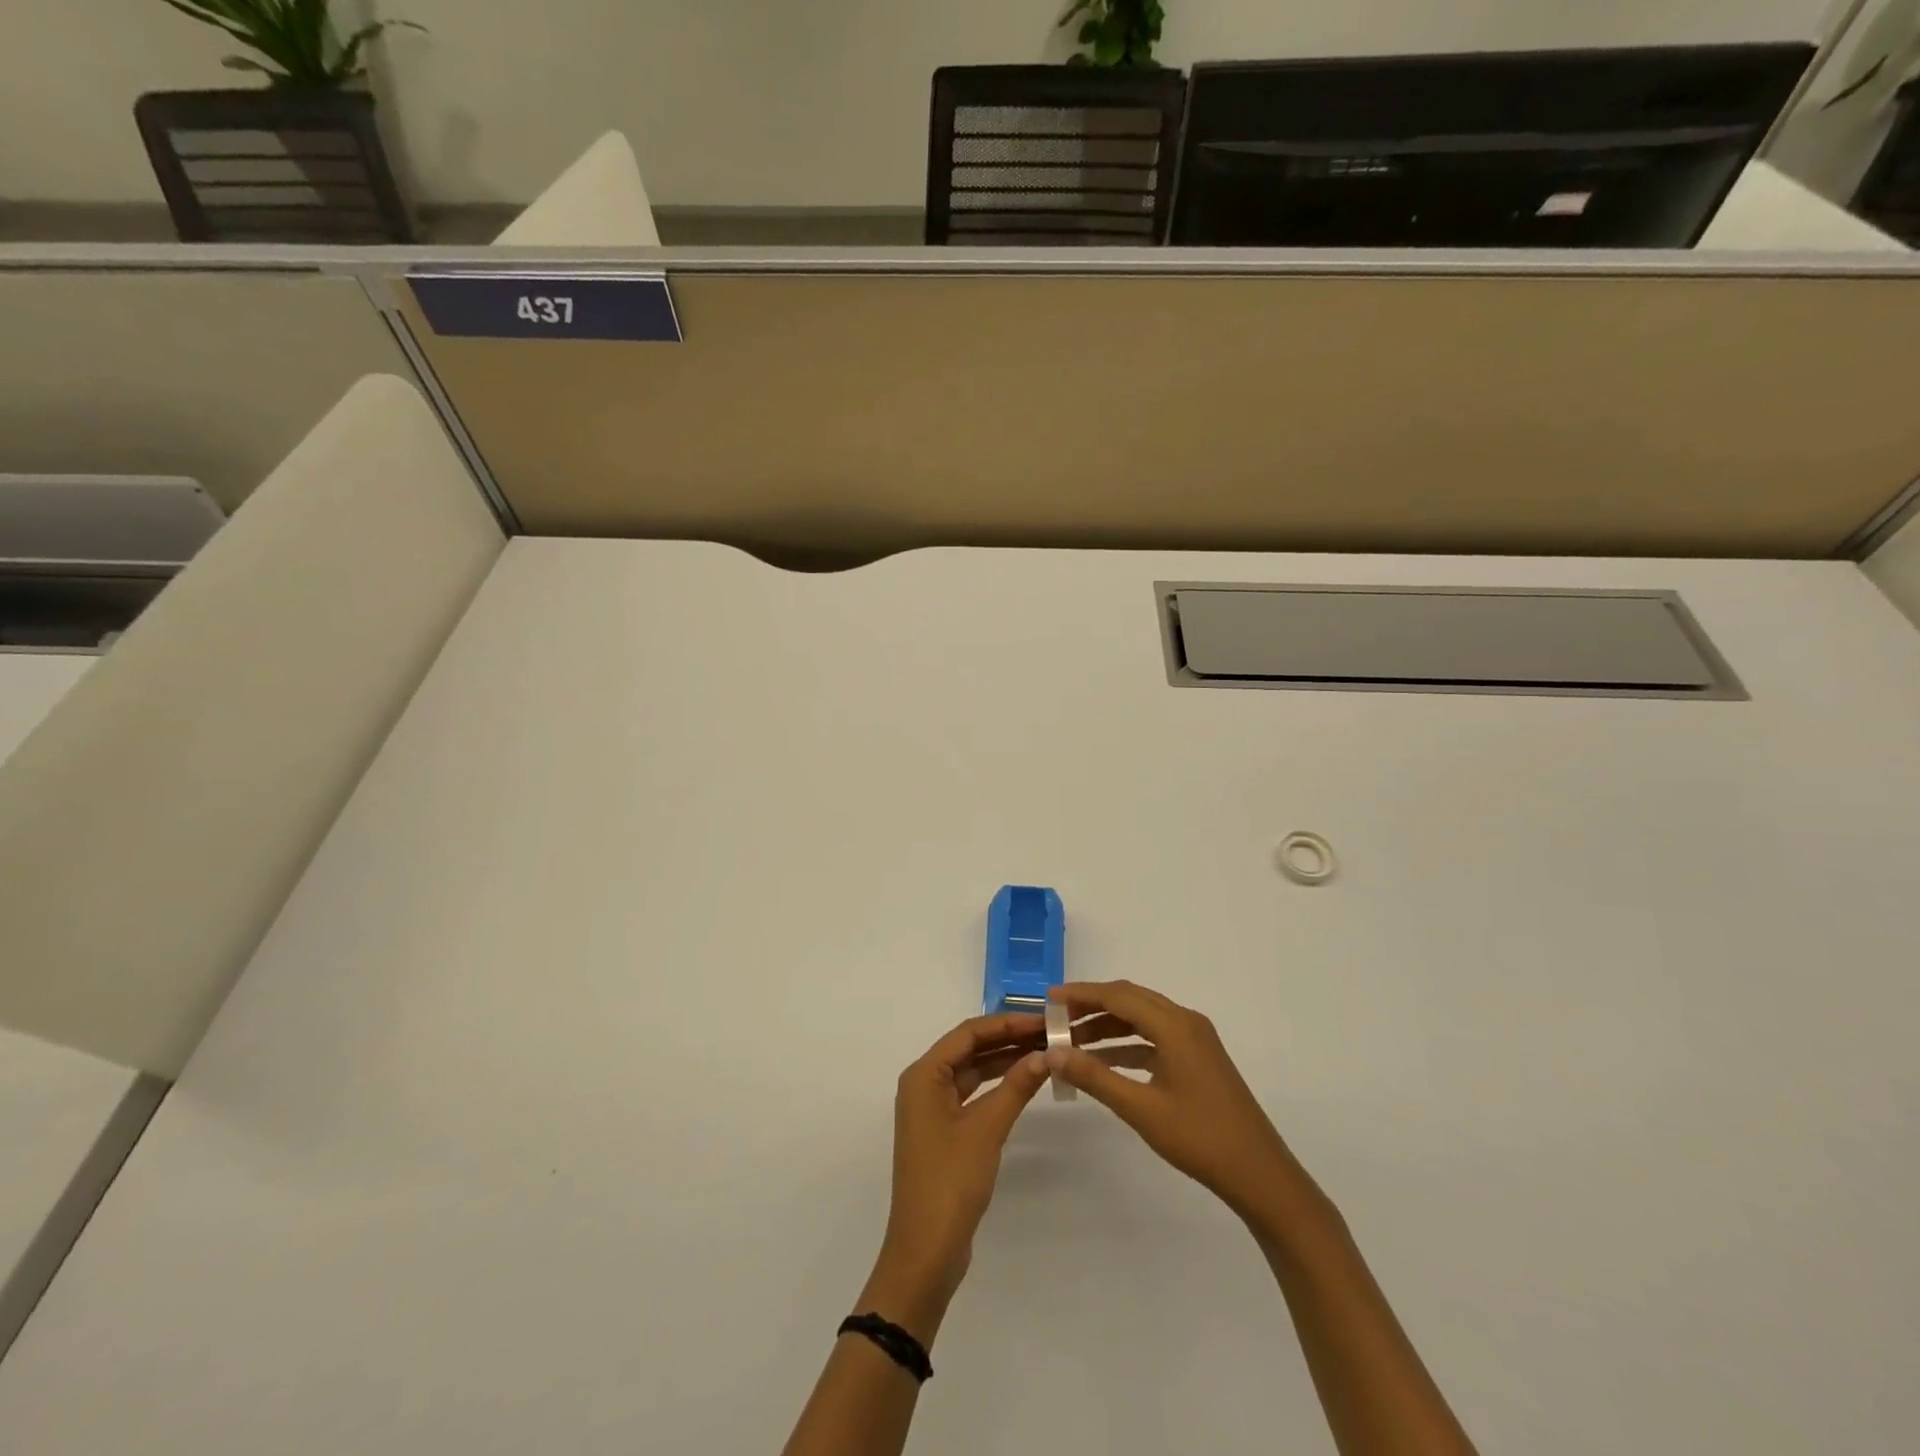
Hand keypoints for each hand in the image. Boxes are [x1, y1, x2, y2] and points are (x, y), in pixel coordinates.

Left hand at [872, 1012, 1050, 1320]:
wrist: (926, 1250)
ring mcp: (933, 1109)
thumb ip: (1016, 1086)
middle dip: (1008, 1039)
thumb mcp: (987, 1128)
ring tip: (1045, 1052)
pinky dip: (998, 1086)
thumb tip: (1046, 1054)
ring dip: (1005, 1061)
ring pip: (973, 1071)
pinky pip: (973, 1094)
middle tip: (1050, 1034)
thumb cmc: (950, 1180)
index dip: (1006, 1023)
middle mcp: (924, 1084)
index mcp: (923, 1075)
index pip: (968, 1033)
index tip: (1042, 1020)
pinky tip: (1026, 1082)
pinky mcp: (944, 1131)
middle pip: (969, 1049)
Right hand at [1047, 980, 1310, 1224]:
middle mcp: (1185, 1022)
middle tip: (1056, 1019)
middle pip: (1130, 1000)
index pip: (1118, 995)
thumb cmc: (1200, 1138)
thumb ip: (1095, 1077)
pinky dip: (1127, 1044)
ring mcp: (1195, 1040)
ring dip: (1108, 1025)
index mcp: (1174, 1025)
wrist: (1260, 1174)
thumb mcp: (1141, 1109)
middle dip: (1092, 1006)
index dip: (1082, 994)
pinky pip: (1154, 1037)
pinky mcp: (1198, 1058)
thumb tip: (1053, 1053)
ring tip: (1072, 1042)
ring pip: (1142, 1018)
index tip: (1049, 1000)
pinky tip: (1104, 1062)